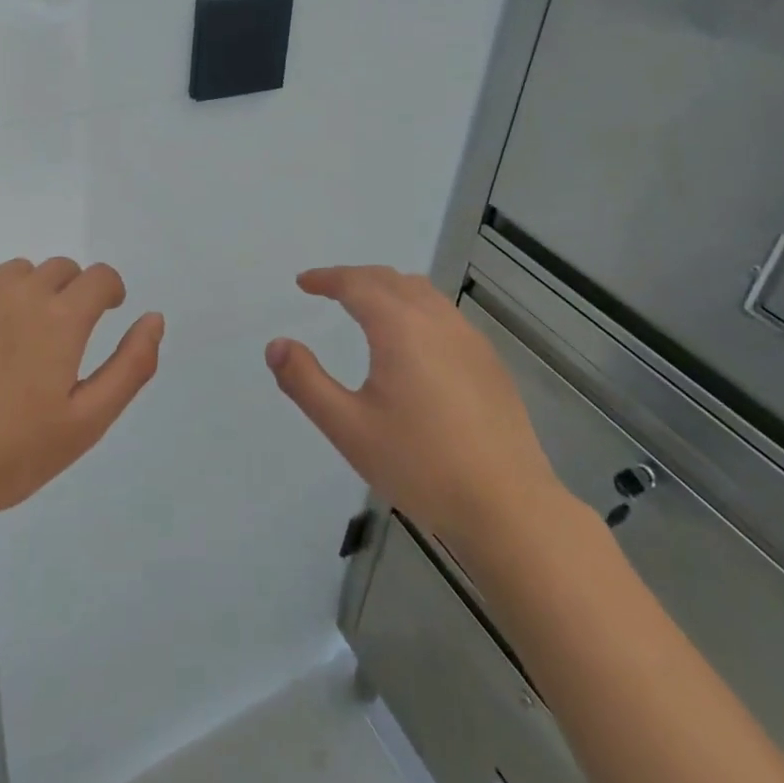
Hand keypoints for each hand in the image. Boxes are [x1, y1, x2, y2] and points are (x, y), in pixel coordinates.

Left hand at [0, 258, 163, 537]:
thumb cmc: (11, 455)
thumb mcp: (87, 421)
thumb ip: (131, 365)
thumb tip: (154, 318)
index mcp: (61, 319)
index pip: (100, 277)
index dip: (110, 292)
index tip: (106, 314)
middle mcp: (20, 292)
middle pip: (62, 269)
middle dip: (73, 293)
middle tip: (60, 339)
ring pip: (20, 271)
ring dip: (31, 292)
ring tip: (18, 338)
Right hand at [267, 266, 565, 551]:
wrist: (506, 504)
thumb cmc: (420, 464)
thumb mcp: (348, 428)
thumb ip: (306, 382)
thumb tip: (276, 345)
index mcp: (400, 327)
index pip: (356, 283)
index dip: (326, 278)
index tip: (303, 283)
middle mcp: (437, 320)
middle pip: (390, 279)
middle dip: (355, 278)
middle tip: (328, 290)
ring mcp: (469, 338)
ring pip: (422, 292)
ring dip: (388, 288)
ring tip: (366, 306)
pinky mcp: (489, 361)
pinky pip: (444, 313)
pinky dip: (415, 307)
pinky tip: (412, 342)